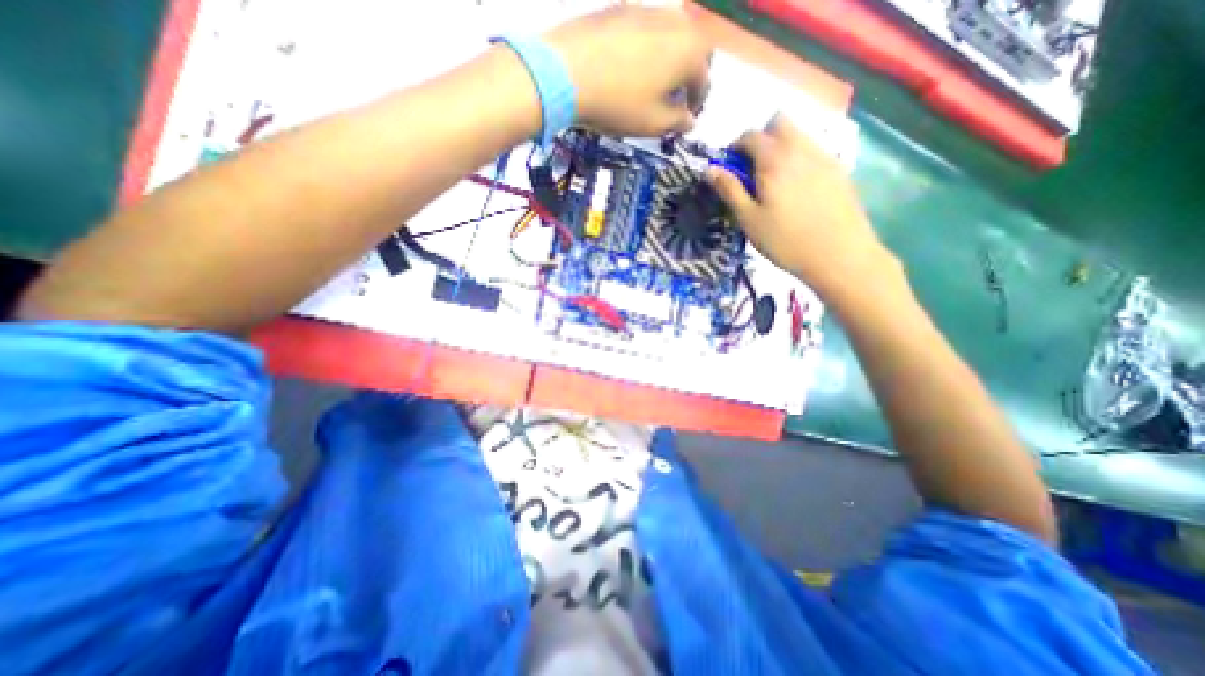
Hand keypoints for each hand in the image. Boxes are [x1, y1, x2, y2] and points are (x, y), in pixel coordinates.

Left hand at [549, 5, 708, 137]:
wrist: (565, 73)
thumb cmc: (617, 103)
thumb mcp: (652, 123)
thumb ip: (677, 122)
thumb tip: (689, 120)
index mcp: (688, 51)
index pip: (703, 78)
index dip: (697, 100)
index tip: (688, 115)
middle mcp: (673, 22)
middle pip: (691, 48)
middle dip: (688, 73)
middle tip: (674, 95)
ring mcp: (645, 9)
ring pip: (669, 34)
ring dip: (668, 58)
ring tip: (653, 82)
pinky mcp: (620, 8)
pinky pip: (644, 28)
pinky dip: (646, 47)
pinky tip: (630, 66)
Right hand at [709, 116, 896, 303]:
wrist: (838, 255)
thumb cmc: (785, 240)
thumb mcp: (749, 219)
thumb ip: (730, 190)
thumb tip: (710, 170)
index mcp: (774, 159)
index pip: (751, 136)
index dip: (735, 147)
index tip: (729, 167)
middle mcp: (801, 148)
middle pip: (779, 123)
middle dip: (761, 138)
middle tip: (752, 169)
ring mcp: (824, 157)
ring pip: (799, 134)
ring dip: (781, 147)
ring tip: (773, 181)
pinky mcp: (839, 170)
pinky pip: (814, 151)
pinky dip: (799, 159)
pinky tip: (796, 189)